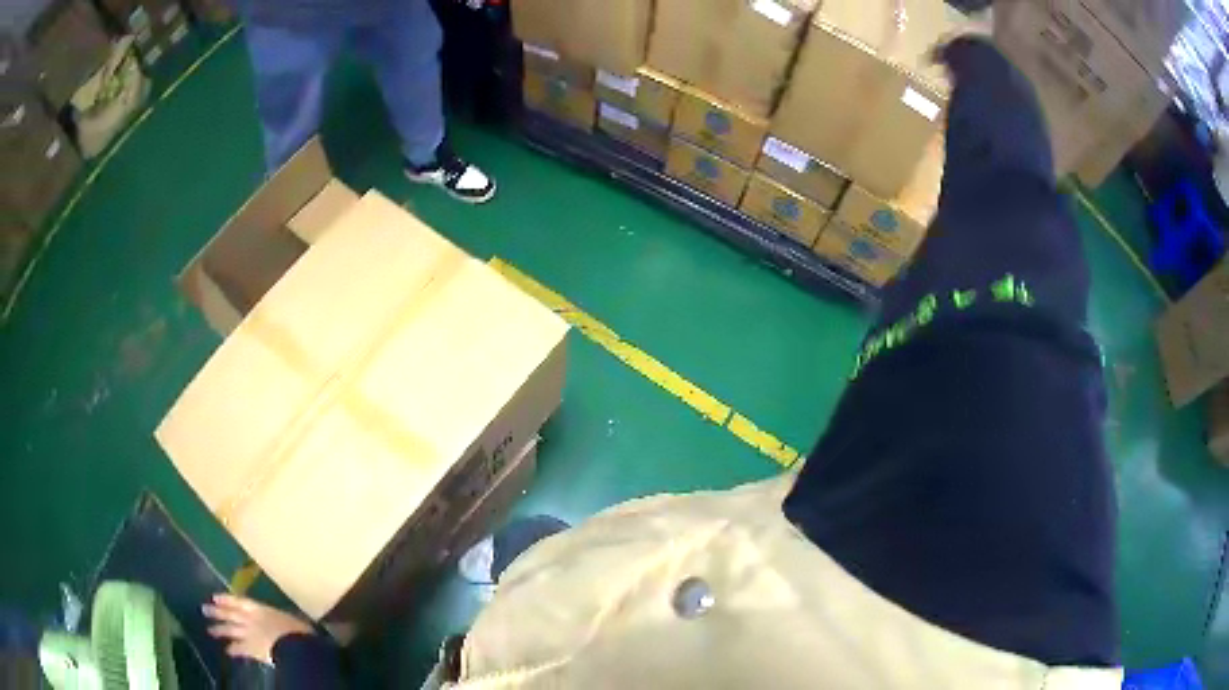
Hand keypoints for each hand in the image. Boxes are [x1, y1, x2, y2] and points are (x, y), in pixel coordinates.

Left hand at [202, 593, 313, 664]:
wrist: (294, 647)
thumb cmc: (297, 630)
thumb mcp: (292, 619)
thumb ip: (284, 618)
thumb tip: (290, 617)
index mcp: (259, 609)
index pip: (239, 602)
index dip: (227, 600)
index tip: (214, 597)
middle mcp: (250, 619)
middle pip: (231, 614)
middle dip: (217, 612)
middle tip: (204, 609)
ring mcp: (249, 634)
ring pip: (231, 630)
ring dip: (220, 630)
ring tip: (210, 630)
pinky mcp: (252, 649)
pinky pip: (240, 649)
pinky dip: (233, 650)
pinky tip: (227, 651)